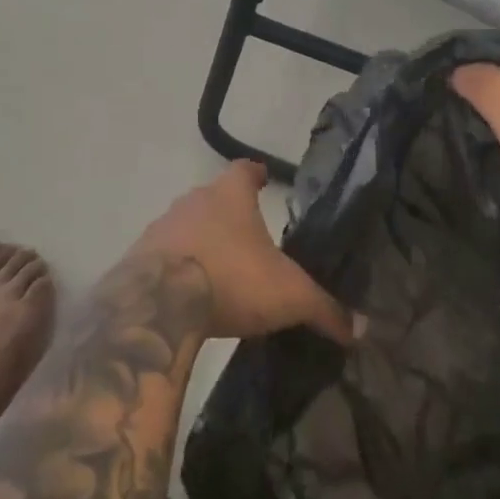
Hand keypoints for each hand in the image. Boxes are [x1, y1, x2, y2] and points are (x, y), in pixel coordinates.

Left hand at [129, 161, 353, 343]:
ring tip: (218, 269)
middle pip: (214, 197)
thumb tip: (362, 328)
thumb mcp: (288, 296)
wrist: (156, 306)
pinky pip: (161, 256)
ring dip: (200, 241)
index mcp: (230, 195)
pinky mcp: (136, 259)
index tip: (264, 180)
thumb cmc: (232, 281)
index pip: (245, 170)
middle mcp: (193, 200)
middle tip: (248, 237)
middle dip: (229, 213)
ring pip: (186, 225)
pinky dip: (174, 268)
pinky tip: (185, 293)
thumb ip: (325, 308)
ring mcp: (161, 227)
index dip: (256, 175)